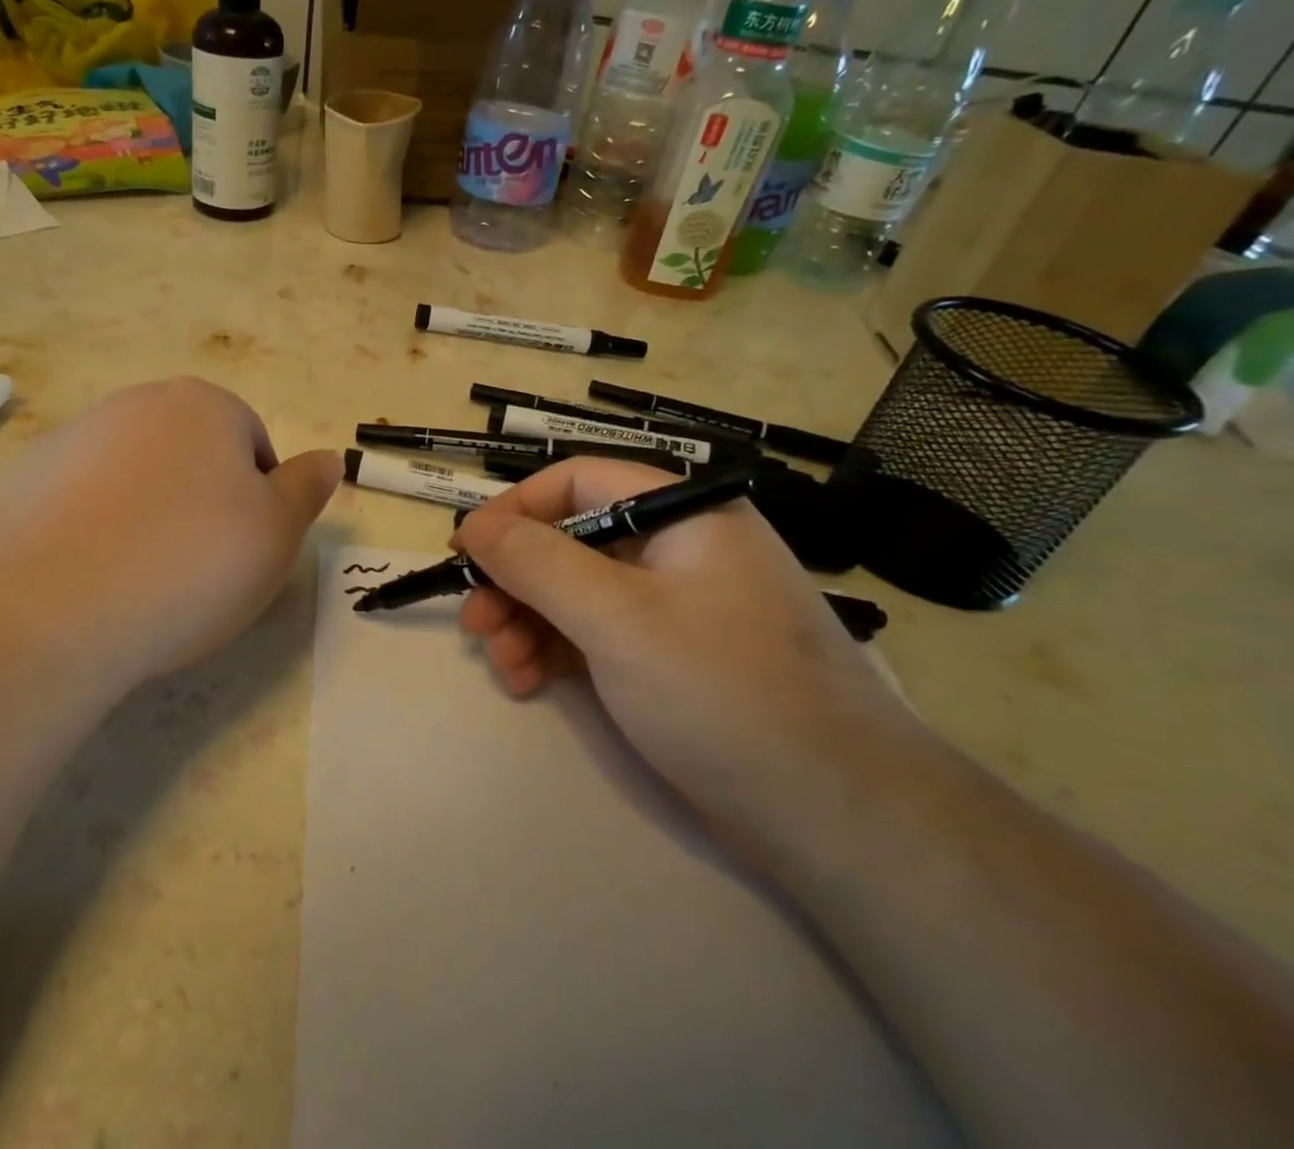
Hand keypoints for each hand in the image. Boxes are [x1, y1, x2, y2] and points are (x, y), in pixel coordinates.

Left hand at [0, 378, 339, 693]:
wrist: (48, 607)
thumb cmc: (190, 563)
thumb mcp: (277, 534)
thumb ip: (306, 489)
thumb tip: (329, 458)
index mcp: (204, 405)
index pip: (252, 445)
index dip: (258, 503)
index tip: (243, 553)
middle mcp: (136, 405)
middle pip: (190, 456)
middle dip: (202, 505)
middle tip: (198, 570)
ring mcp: (71, 439)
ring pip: (134, 480)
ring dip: (146, 518)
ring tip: (140, 581)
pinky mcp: (21, 482)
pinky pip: (80, 505)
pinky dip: (93, 534)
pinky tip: (88, 580)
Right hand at [453, 459, 912, 838]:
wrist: (836, 819)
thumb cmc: (722, 691)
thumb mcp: (617, 617)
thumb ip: (537, 562)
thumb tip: (473, 525)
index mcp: (683, 514)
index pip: (577, 482)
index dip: (514, 510)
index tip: (465, 551)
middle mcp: (678, 548)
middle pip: (570, 540)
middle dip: (515, 580)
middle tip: (475, 623)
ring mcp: (674, 605)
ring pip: (574, 591)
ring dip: (526, 621)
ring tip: (502, 665)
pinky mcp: (667, 656)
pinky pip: (594, 633)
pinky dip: (554, 650)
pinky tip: (528, 681)